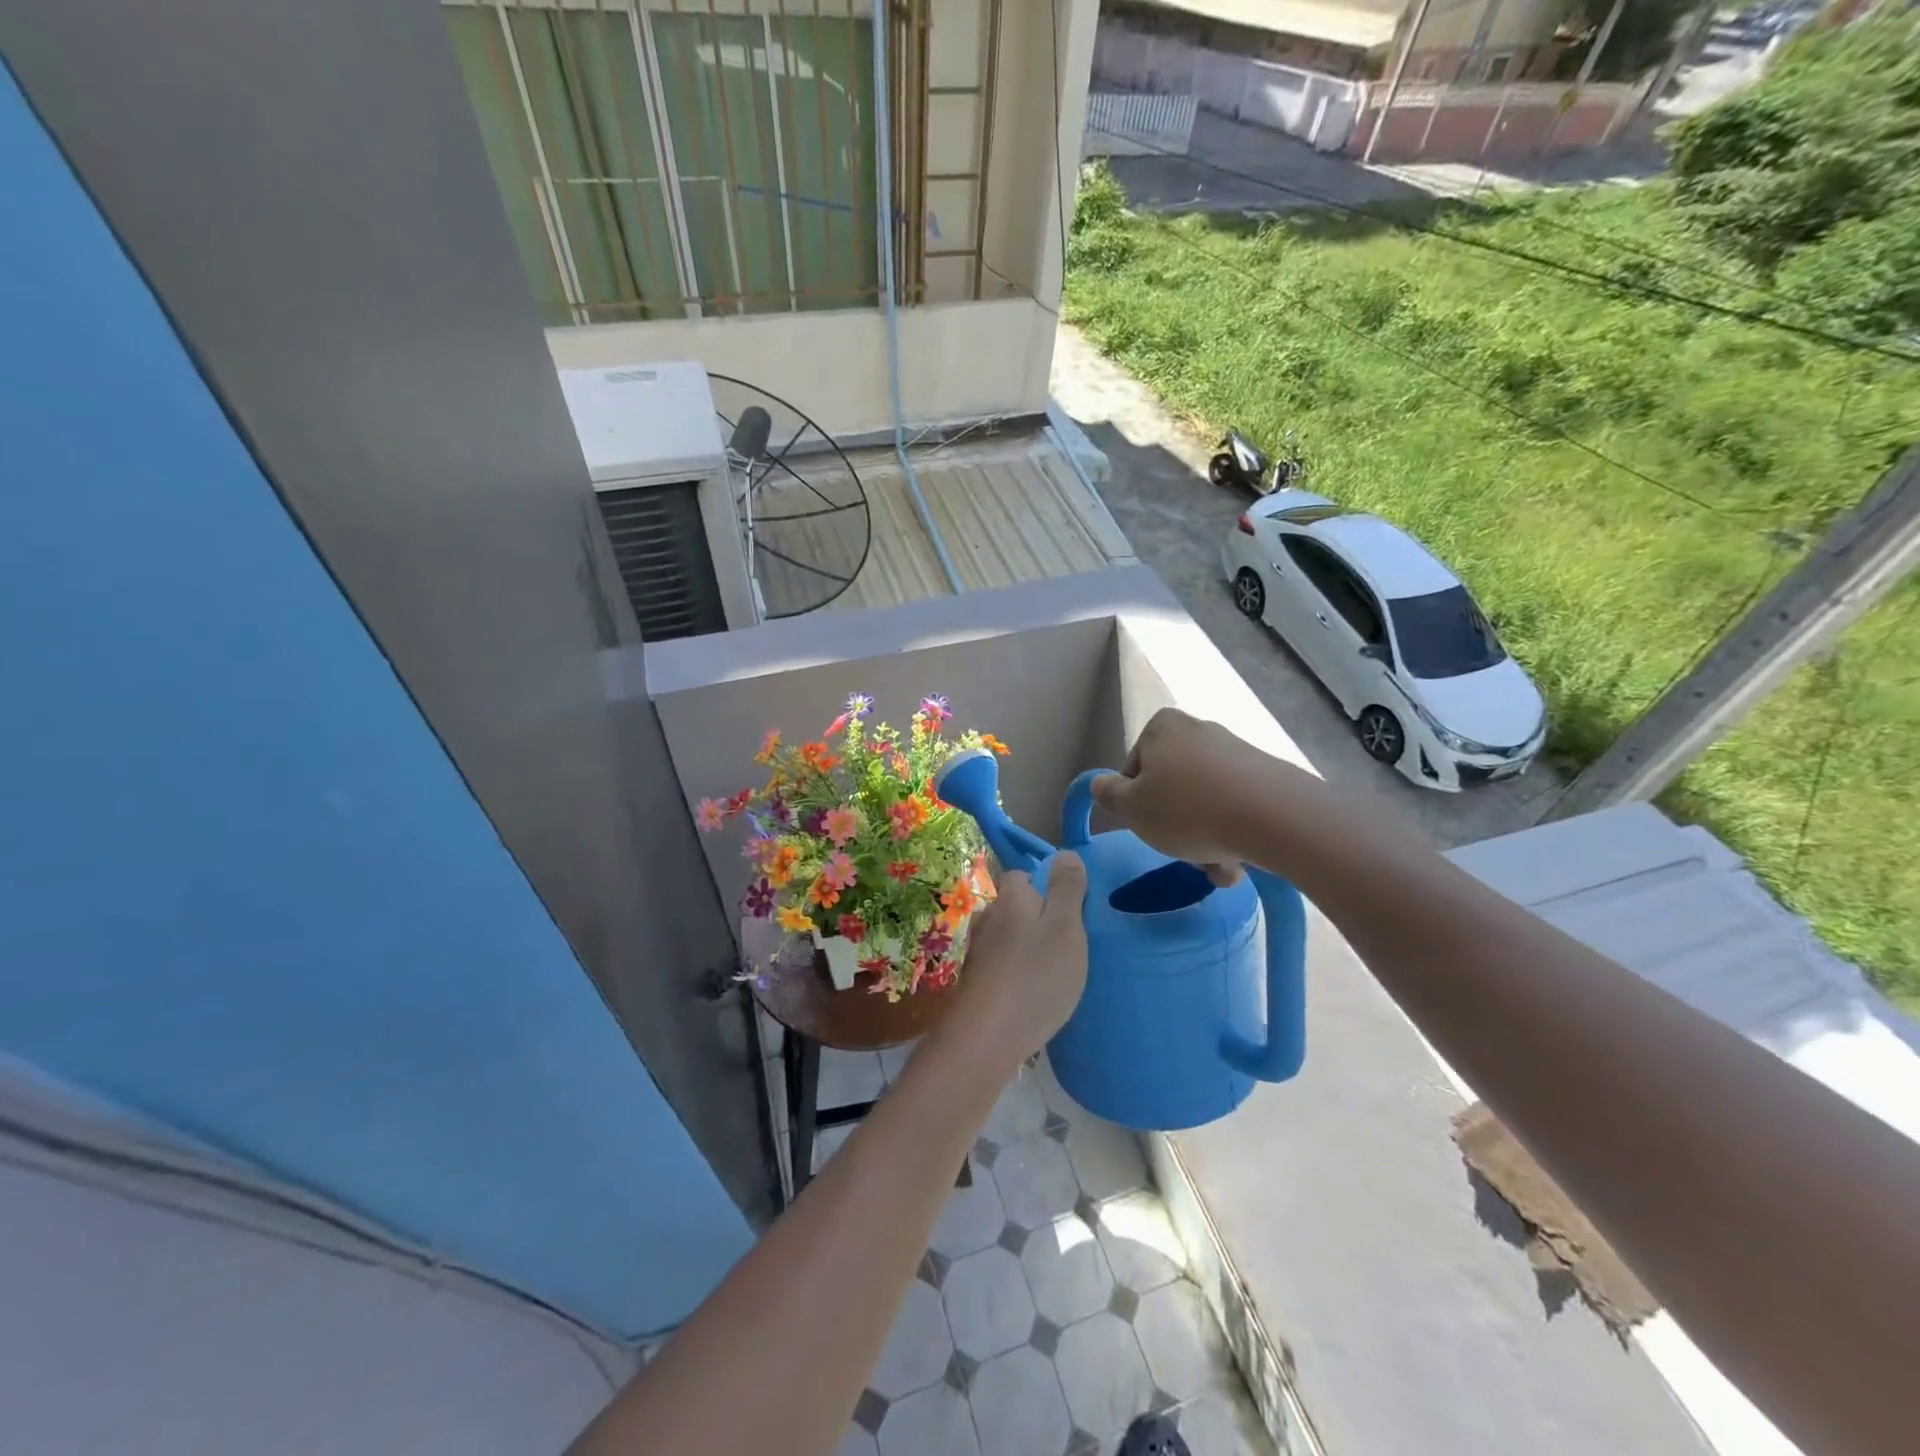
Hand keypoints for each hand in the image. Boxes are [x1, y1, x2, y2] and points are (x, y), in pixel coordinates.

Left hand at [952, 853, 1088, 1063]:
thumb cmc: (1036, 976)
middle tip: (1067, 945)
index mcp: (1010, 898)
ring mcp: (977, 951)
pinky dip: (1016, 972)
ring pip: (1007, 937)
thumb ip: (1066, 889)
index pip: (1024, 875)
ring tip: (1052, 972)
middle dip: (1037, 919)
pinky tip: (1031, 993)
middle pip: (1015, 907)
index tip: (1070, 910)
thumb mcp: (1066, 927)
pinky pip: (1001, 965)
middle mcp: (987, 917)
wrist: (987, 1038)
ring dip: (1026, 948)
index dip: (1047, 886)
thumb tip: (1064, 853)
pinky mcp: (975, 982)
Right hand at [1091, 708, 1294, 882]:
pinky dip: (1233, 833)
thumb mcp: (1131, 808)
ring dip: (1205, 838)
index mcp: (1162, 727)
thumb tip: (1101, 784)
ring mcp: (1236, 751)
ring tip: (1218, 867)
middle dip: (1175, 825)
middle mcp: (1199, 730)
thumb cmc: (1187, 809)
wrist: (1275, 817)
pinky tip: (1240, 861)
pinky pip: (1236, 807)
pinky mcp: (1266, 775)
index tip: (1148, 827)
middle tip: (1182, 853)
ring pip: (1205, 802)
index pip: (1133, 769)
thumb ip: (1108, 795)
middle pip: (1172, 787)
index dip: (1135, 803)